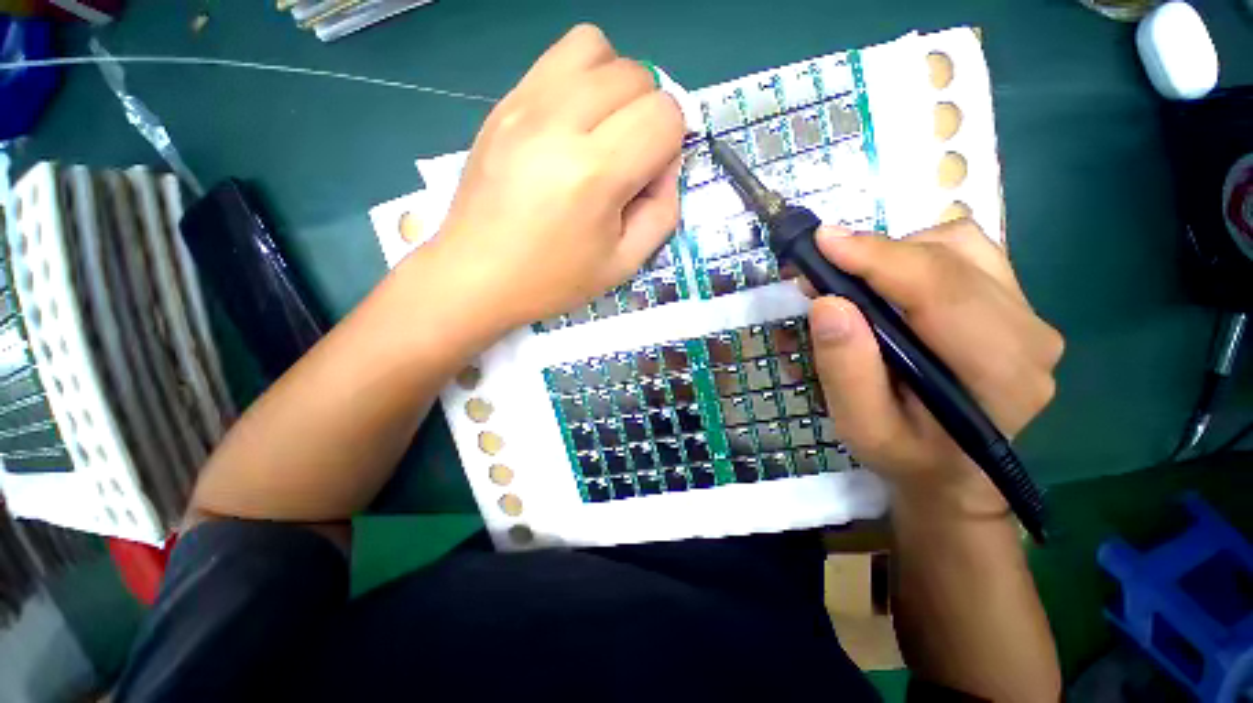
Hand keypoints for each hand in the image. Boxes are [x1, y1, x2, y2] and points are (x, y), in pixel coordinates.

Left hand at [429, 24, 685, 330]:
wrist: (477, 276)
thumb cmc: (554, 280)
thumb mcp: (624, 263)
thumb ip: (662, 210)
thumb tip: (665, 163)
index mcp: (595, 173)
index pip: (664, 114)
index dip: (671, 144)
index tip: (648, 178)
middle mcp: (560, 123)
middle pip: (636, 74)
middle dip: (647, 114)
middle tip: (627, 159)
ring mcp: (524, 105)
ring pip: (596, 47)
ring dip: (615, 85)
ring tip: (601, 131)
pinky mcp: (503, 103)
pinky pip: (556, 58)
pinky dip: (580, 80)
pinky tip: (570, 126)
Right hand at [805, 220, 1063, 514]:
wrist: (955, 473)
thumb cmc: (906, 455)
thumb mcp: (861, 426)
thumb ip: (845, 369)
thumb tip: (827, 303)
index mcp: (998, 372)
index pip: (939, 289)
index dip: (877, 257)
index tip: (821, 242)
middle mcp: (1029, 333)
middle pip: (951, 257)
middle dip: (876, 253)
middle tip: (822, 271)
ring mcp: (1029, 315)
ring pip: (962, 245)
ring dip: (899, 253)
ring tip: (858, 283)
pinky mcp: (1016, 305)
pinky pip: (968, 254)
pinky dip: (918, 256)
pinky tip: (893, 287)